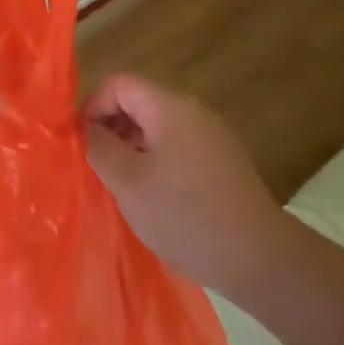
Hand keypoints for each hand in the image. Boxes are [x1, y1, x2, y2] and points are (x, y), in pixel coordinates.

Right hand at [82, 73, 283, 294]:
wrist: (260, 260)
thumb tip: (85, 127)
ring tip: (124, 185)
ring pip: (158, 126)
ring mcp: (213, 136)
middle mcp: (193, 111)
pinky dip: (157, 160)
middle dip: (112, 128)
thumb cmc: (186, 216)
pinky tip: (155, 197)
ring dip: (133, 147)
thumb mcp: (128, 182)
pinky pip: (178, 146)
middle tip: (99, 166)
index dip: (93, 106)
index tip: (82, 141)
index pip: (119, 84)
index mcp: (170, 107)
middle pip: (139, 102)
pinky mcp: (224, 161)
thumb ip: (99, 147)